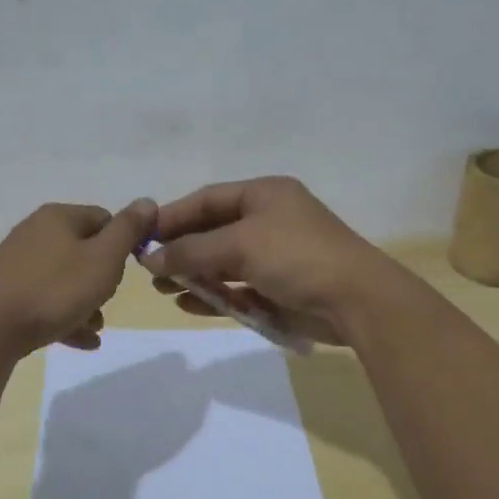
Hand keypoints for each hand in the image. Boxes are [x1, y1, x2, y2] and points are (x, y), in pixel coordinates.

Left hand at [0, 199, 157, 356]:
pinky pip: (46, 299)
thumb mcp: (103, 259)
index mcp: (59, 217)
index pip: (104, 219)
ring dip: (85, 302)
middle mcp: (35, 232)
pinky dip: (65, 316)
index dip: (122, 244)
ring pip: (65, 279)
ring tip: (94, 328)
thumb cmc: (55, 290)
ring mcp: (18, 262)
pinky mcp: (6, 290)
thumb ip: (128, 230)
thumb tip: (147, 202)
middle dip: (102, 278)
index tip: (126, 272)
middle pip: (84, 250)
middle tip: (106, 300)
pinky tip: (80, 341)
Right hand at [142, 177, 403, 344]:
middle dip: (181, 249)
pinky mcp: (279, 287)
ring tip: (163, 288)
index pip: (207, 199)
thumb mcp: (239, 245)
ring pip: (223, 261)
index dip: (173, 216)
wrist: (357, 300)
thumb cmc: (297, 257)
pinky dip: (214, 294)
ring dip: (194, 274)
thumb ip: (192, 251)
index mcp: (264, 194)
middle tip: (149, 268)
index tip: (142, 236)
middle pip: (213, 230)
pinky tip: (188, 304)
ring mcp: (275, 255)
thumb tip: (150, 259)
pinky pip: (237, 287)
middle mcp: (269, 219)